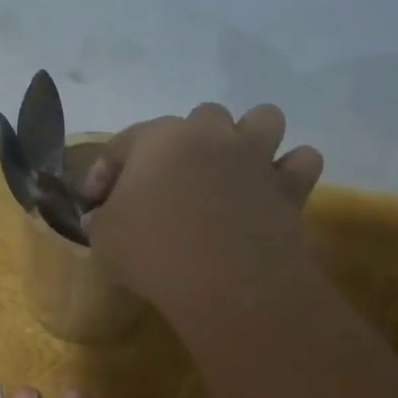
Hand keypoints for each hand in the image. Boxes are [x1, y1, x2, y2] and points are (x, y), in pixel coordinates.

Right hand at [81, 102, 323, 321]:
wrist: (225, 280)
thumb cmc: (153, 251)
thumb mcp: (105, 239)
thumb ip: (101, 221)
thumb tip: (100, 218)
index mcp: (160, 138)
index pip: (123, 143)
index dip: (104, 171)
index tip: (95, 204)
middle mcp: (211, 135)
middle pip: (201, 117)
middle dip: (187, 143)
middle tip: (172, 183)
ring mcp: (255, 157)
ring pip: (263, 119)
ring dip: (249, 138)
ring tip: (234, 169)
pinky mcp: (289, 187)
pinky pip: (302, 162)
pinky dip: (290, 172)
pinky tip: (273, 191)